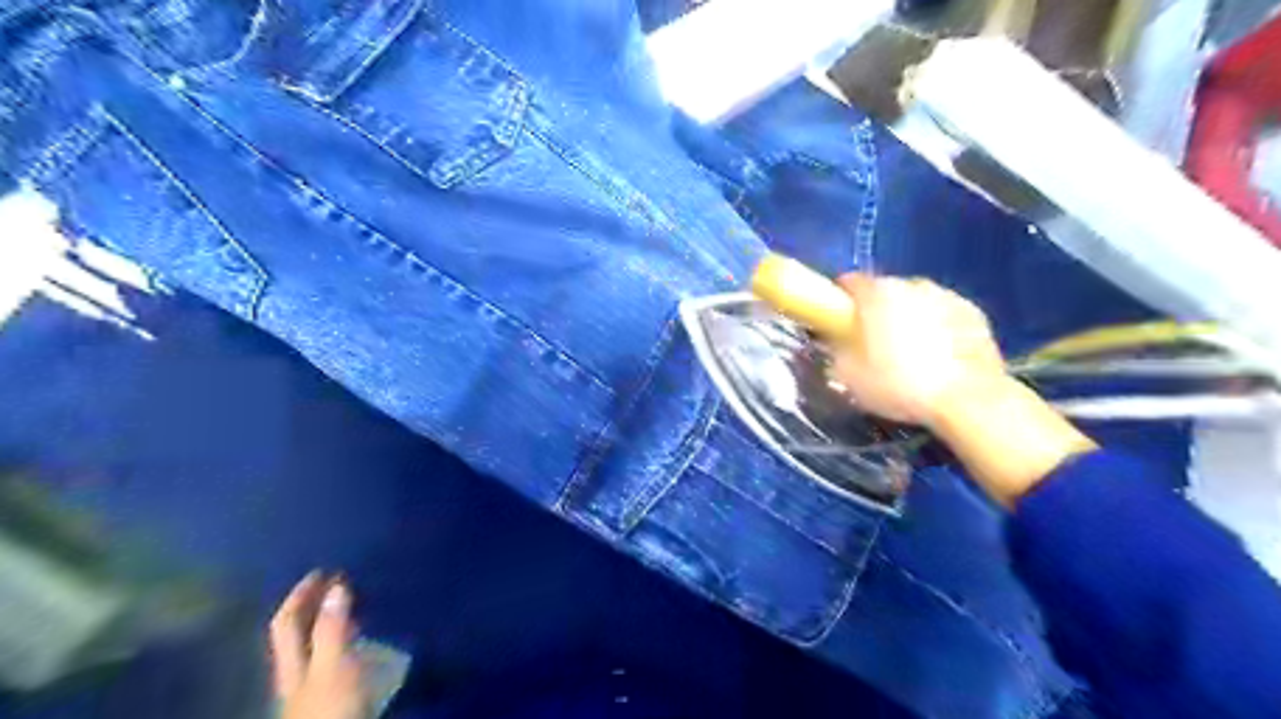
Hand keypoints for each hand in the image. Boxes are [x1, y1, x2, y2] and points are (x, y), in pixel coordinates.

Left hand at [271, 574, 368, 718]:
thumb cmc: (330, 708)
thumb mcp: (332, 665)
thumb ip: (332, 628)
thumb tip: (336, 585)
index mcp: (292, 662)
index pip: (286, 622)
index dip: (299, 595)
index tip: (321, 569)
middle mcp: (297, 672)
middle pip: (298, 634)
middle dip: (315, 606)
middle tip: (340, 582)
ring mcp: (312, 687)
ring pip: (316, 646)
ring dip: (331, 622)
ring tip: (355, 606)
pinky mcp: (330, 696)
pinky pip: (335, 658)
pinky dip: (346, 641)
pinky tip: (363, 642)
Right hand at [833, 271, 1011, 425]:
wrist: (969, 401)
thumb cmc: (901, 386)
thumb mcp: (850, 377)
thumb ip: (838, 352)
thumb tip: (836, 344)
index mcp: (877, 294)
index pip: (848, 283)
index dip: (839, 302)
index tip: (836, 323)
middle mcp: (912, 285)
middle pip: (885, 291)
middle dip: (877, 312)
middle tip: (872, 345)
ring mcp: (948, 296)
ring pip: (917, 302)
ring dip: (909, 319)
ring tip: (908, 354)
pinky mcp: (976, 314)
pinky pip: (945, 316)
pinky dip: (938, 329)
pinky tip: (938, 358)